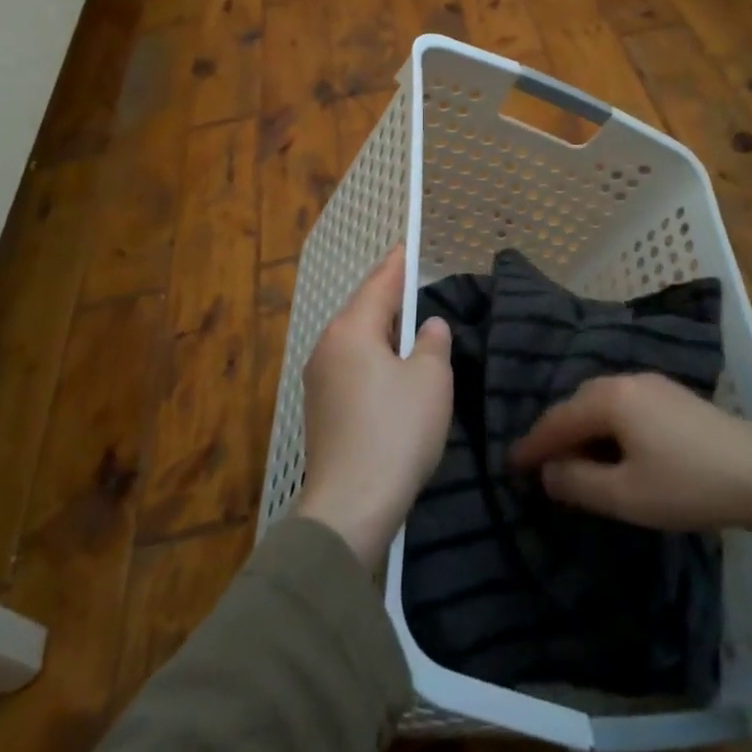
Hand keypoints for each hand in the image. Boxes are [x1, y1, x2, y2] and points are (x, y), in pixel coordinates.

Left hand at [296, 247, 453, 566]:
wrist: (351, 505)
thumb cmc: (396, 431)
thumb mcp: (430, 380)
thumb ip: (433, 343)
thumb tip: (429, 326)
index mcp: (352, 330)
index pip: (379, 283)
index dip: (397, 264)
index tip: (407, 245)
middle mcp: (327, 347)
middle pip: (363, 310)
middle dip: (389, 297)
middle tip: (415, 284)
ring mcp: (319, 380)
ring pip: (356, 340)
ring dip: (382, 330)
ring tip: (409, 325)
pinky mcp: (321, 410)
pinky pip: (351, 366)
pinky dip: (373, 357)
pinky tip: (392, 369)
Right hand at [509, 374, 751, 549]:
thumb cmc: (687, 485)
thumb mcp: (625, 495)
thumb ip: (578, 482)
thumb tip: (548, 471)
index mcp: (609, 399)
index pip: (557, 420)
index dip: (532, 445)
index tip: (510, 465)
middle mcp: (626, 380)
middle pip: (577, 404)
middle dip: (556, 434)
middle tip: (540, 465)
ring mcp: (653, 384)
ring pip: (601, 402)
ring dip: (583, 429)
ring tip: (574, 459)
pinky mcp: (673, 395)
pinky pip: (623, 404)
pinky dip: (607, 425)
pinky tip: (613, 447)